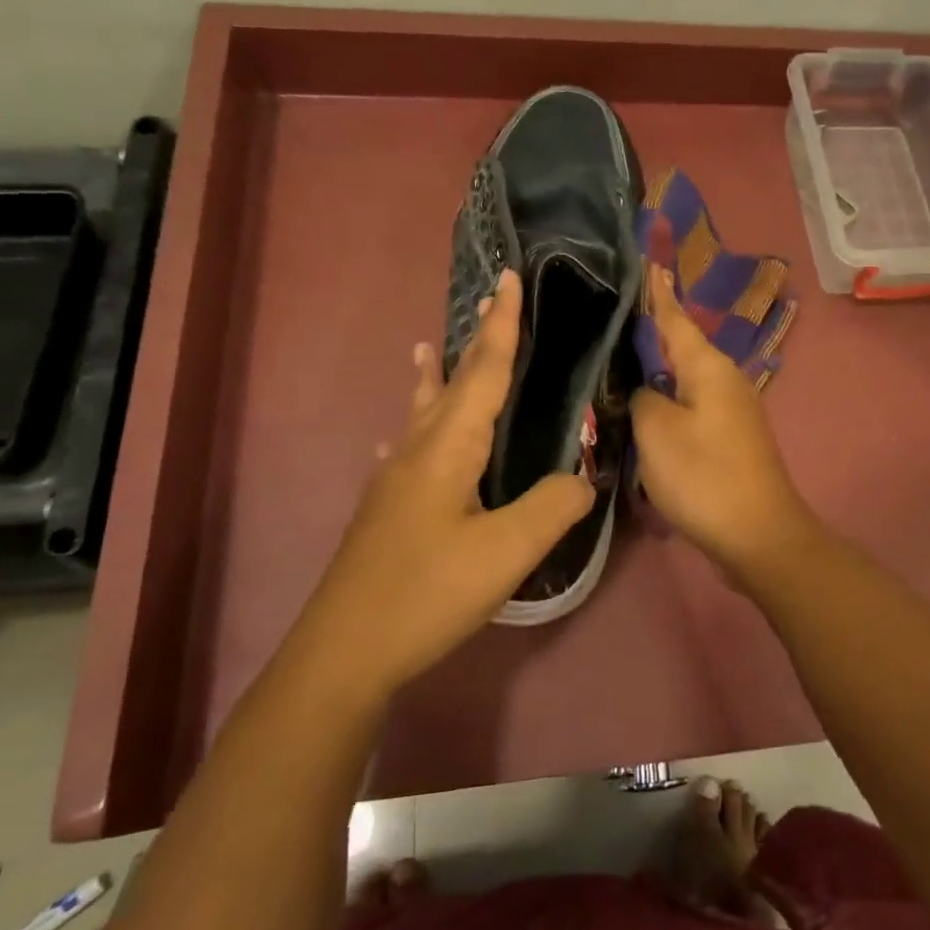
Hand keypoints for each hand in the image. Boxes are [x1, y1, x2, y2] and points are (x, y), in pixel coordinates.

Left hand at [295, 270, 593, 697]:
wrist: (345, 651)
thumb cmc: (427, 593)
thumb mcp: (505, 552)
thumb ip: (552, 507)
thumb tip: (583, 479)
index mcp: (448, 448)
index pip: (484, 372)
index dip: (501, 326)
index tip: (507, 278)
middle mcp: (417, 451)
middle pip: (450, 383)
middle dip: (474, 342)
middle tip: (488, 302)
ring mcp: (395, 481)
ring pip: (421, 413)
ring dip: (433, 378)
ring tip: (427, 349)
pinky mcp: (387, 510)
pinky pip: (407, 450)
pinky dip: (415, 430)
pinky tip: (402, 442)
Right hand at [629, 265, 817, 576]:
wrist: (758, 534)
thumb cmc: (703, 476)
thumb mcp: (657, 431)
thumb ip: (643, 398)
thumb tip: (646, 390)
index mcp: (708, 367)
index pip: (675, 317)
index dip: (657, 292)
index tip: (647, 261)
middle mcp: (725, 379)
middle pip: (681, 345)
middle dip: (652, 328)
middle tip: (614, 313)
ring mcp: (731, 409)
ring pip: (685, 376)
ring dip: (658, 366)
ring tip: (621, 354)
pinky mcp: (729, 437)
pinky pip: (691, 403)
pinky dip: (668, 397)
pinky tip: (646, 403)